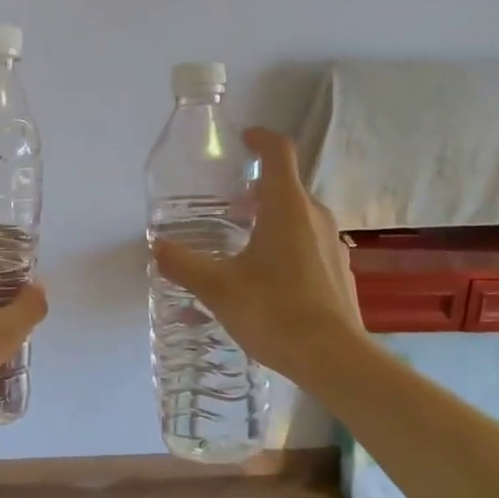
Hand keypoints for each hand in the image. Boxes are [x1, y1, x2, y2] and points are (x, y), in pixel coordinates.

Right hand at [151, 127, 362, 387]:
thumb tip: (157, 247)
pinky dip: (287, 246)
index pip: (278, 152)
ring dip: (271, 219)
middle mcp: (315, 216)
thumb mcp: (218, 288)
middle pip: (286, 186)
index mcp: (286, 206)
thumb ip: (184, 264)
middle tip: (226, 208)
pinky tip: (268, 280)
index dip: (260, 138)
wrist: (334, 359)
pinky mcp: (340, 271)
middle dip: (256, 190)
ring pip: (299, 217)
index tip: (243, 140)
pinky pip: (310, 244)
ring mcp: (333, 244)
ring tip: (242, 245)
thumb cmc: (274, 311)